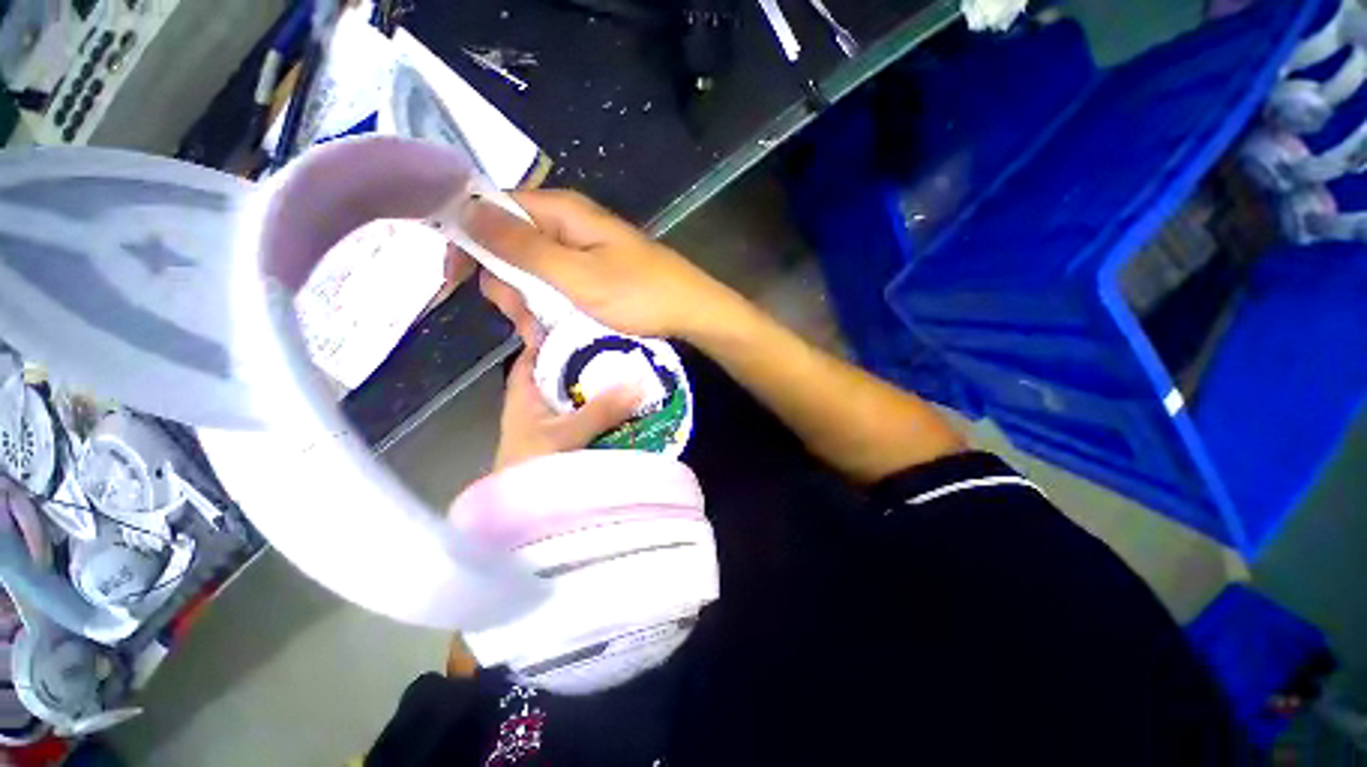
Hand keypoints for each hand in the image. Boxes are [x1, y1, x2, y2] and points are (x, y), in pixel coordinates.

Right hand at [462, 190, 744, 340]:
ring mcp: (583, 253)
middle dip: (506, 284)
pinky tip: (556, 330)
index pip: (493, 208)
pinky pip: (557, 286)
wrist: (691, 313)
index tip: (453, 280)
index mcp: (562, 212)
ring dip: (529, 303)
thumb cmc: (640, 294)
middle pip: (511, 244)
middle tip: (523, 318)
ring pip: (533, 272)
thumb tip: (464, 211)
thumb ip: (523, 247)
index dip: (468, 240)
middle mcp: (568, 226)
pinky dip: (550, 308)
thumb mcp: (577, 275)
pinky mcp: (594, 276)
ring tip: (542, 331)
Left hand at [483, 272, 641, 470]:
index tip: (583, 319)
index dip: (553, 332)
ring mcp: (549, 421)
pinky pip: (582, 412)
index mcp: (523, 392)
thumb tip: (639, 382)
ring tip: (626, 367)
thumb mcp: (566, 434)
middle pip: (559, 369)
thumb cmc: (531, 467)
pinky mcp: (562, 437)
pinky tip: (621, 402)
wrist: (520, 514)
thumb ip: (601, 409)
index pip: (534, 350)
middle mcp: (535, 402)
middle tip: (618, 343)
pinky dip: (598, 405)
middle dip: (585, 357)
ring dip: (595, 383)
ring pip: (573, 392)